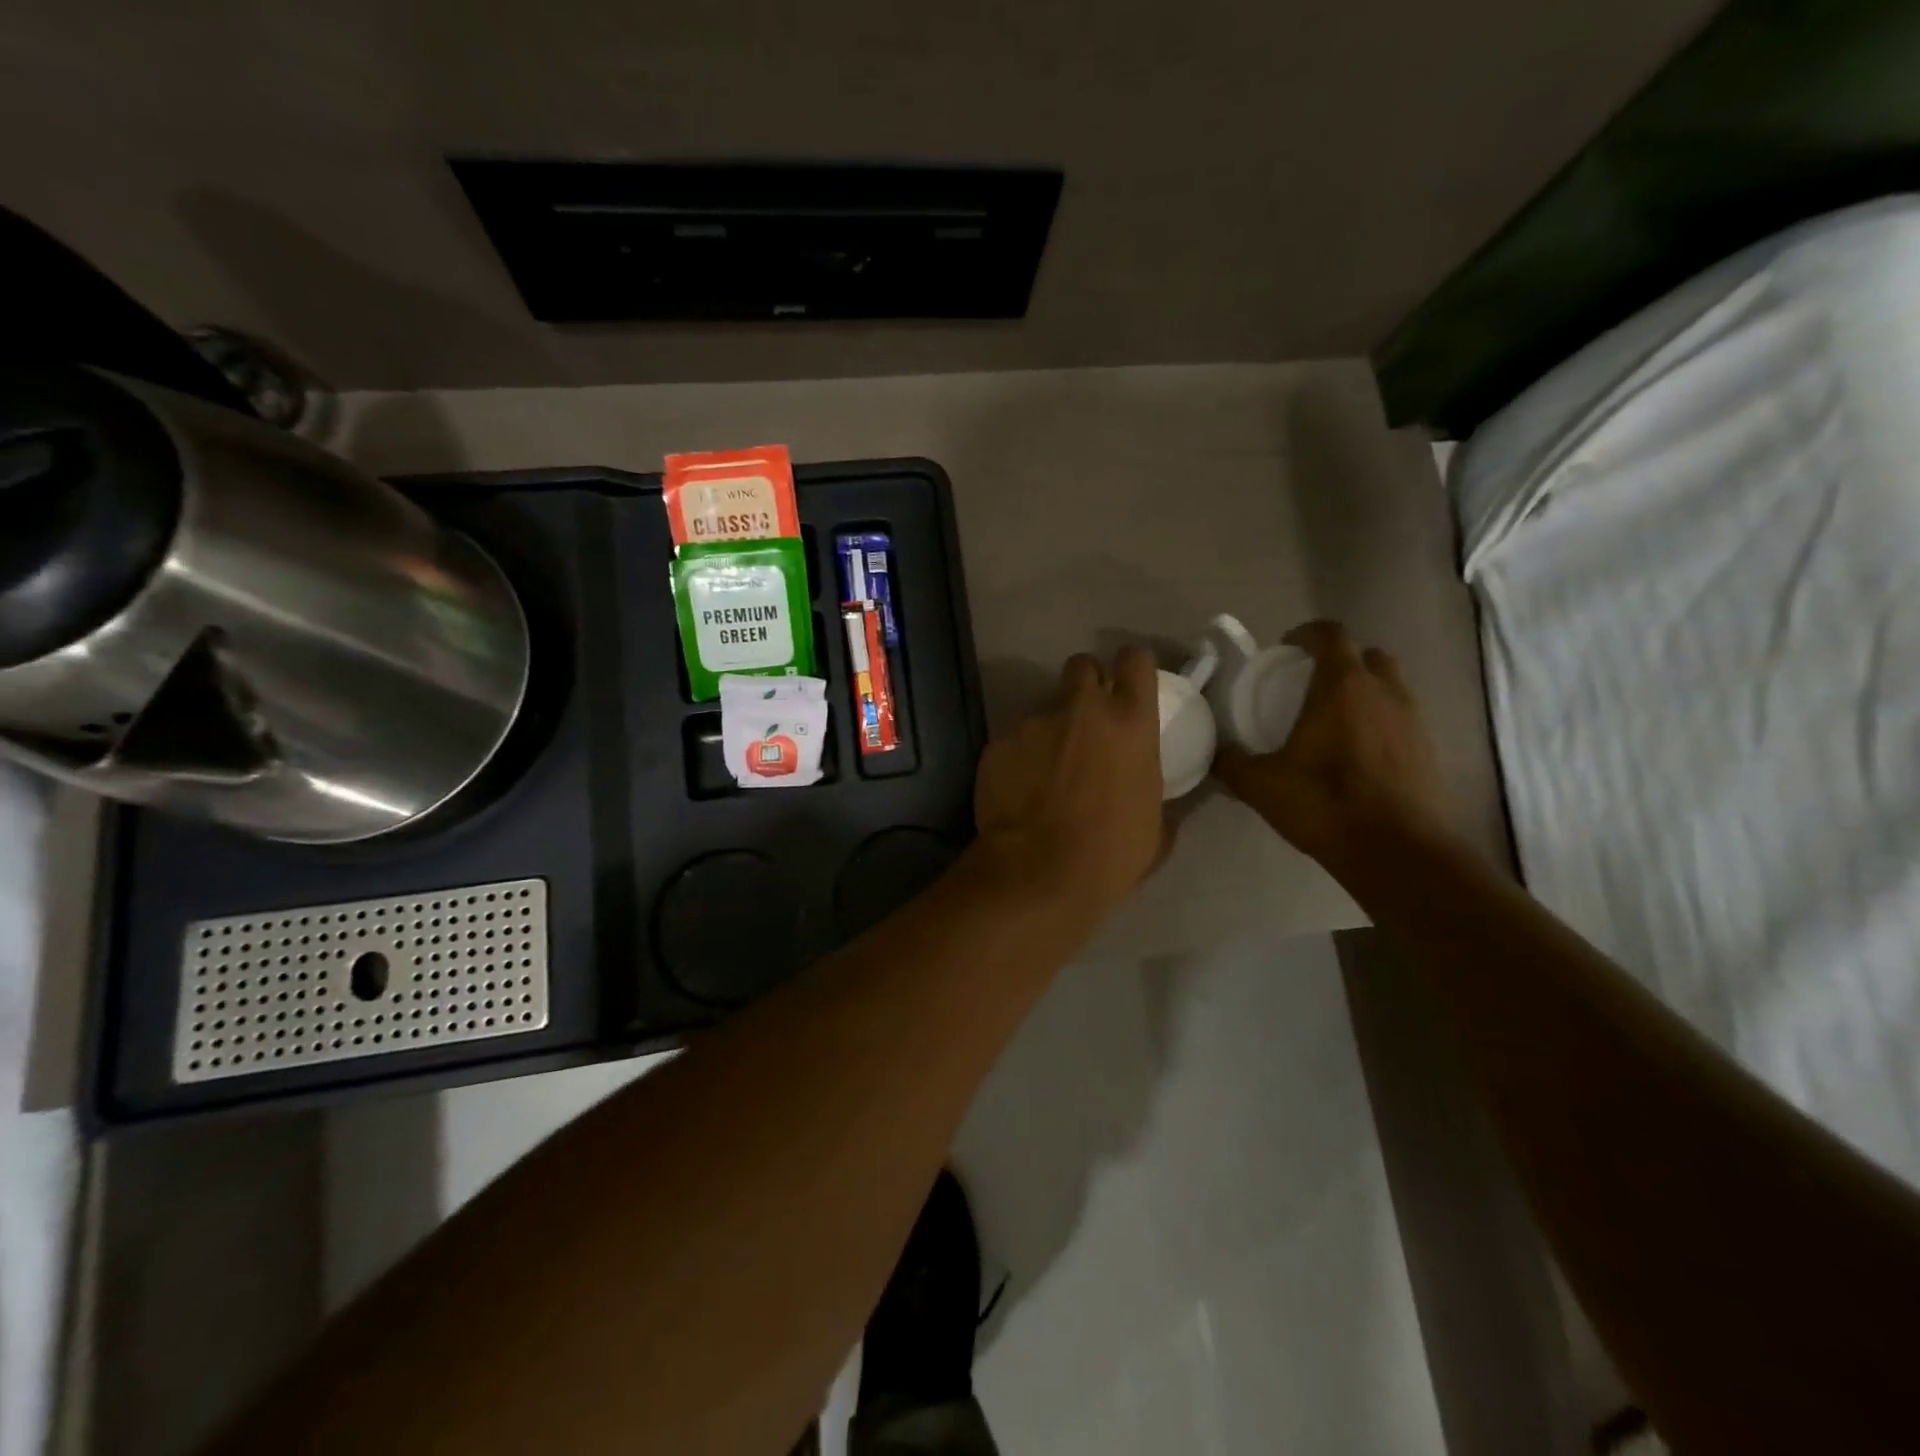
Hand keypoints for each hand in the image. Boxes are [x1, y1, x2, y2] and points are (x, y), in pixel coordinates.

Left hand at [971, 646, 1166, 921]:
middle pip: (1081, 666)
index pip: (1136, 659)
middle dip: (1085, 683)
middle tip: (1084, 718)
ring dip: (1049, 733)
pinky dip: (1018, 760)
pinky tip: (1018, 793)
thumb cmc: (1110, 855)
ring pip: (1043, 712)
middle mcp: (1080, 710)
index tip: (1128, 681)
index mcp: (1129, 723)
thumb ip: (1151, 792)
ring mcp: (1033, 723)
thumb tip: (1147, 792)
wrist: (1037, 874)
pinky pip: (1013, 743)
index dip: (1133, 665)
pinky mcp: (997, 744)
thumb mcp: (1154, 827)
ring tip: (1045, 775)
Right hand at [1215, 621, 1446, 869]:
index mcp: (1343, 687)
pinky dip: (1381, 722)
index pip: (1331, 635)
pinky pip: (1403, 719)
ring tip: (1336, 720)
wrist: (1398, 851)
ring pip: (1391, 686)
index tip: (1287, 647)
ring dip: (1365, 691)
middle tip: (1312, 683)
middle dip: (1341, 660)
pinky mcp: (1429, 749)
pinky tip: (1359, 753)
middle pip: (1368, 656)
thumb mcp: (1261, 785)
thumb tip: (1215, 754)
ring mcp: (1414, 719)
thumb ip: (1232, 763)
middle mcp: (1384, 692)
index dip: (1308, 633)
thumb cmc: (1325, 804)